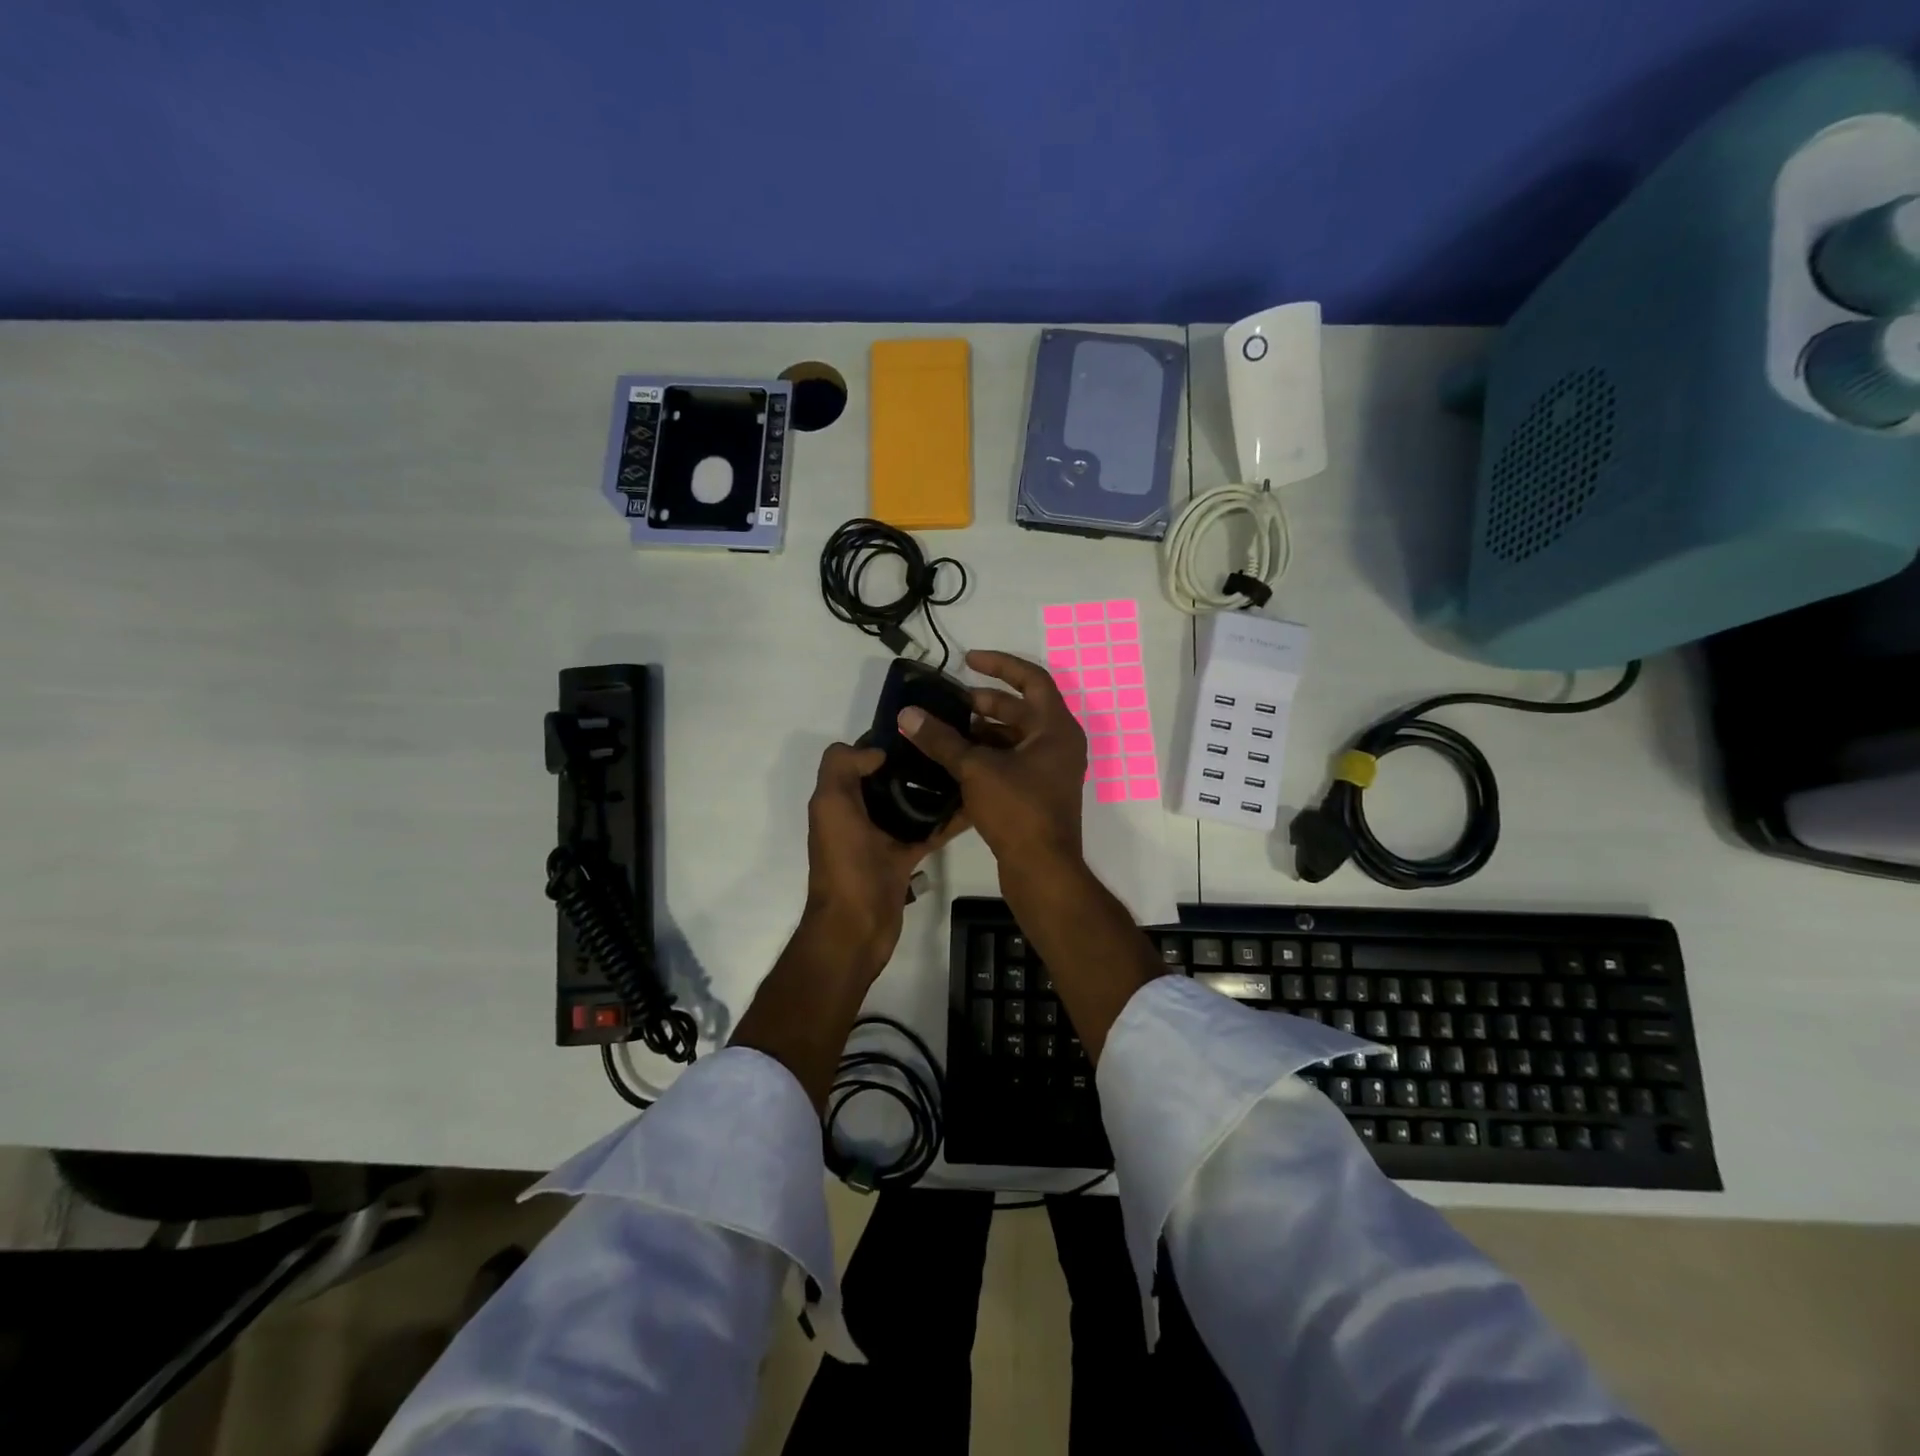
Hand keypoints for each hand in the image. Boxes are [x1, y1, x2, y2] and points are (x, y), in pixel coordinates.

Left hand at [802, 742, 969, 978]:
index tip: (918, 727)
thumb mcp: (831, 805)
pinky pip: (929, 831)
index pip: (859, 756)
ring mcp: (883, 837)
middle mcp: (859, 813)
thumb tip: (877, 752)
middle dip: (914, 761)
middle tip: (949, 746)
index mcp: (839, 798)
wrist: (856, 926)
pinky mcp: (905, 857)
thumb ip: (843, 768)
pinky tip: (974, 806)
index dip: (883, 740)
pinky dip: (948, 821)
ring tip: (965, 768)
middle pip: (888, 777)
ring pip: (911, 803)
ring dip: (933, 788)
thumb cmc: (844, 863)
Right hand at [897, 649, 1086, 880]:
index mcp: (1056, 728)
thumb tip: (908, 714)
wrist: (1042, 870)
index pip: (1032, 679)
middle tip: (948, 704)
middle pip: (1020, 710)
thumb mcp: (976, 769)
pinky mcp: (1037, 794)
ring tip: (944, 733)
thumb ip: (942, 740)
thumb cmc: (1018, 810)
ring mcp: (1049, 771)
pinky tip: (952, 762)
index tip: (968, 661)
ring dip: (980, 733)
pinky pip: (1010, 763)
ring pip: (1012, 739)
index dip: (1000, 665)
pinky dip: (984, 758)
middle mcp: (1058, 744)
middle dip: (983, 703)